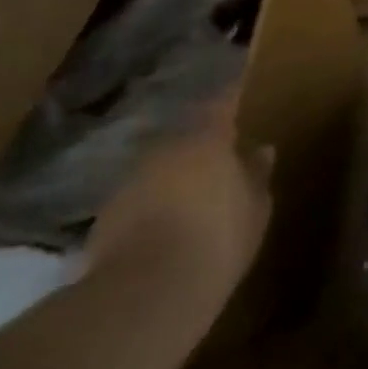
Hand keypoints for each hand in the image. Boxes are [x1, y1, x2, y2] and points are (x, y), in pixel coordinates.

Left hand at [87, 85, 272, 334]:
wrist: (147, 290)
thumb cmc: (219, 237)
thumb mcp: (255, 208)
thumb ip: (256, 174)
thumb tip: (261, 149)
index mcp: (207, 138)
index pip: (222, 101)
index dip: (230, 92)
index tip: (238, 78)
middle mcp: (165, 147)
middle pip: (186, 135)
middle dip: (201, 142)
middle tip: (218, 154)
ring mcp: (130, 179)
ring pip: (160, 166)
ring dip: (174, 174)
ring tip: (190, 195)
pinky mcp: (106, 214)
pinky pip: (139, 197)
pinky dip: (152, 204)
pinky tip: (164, 226)